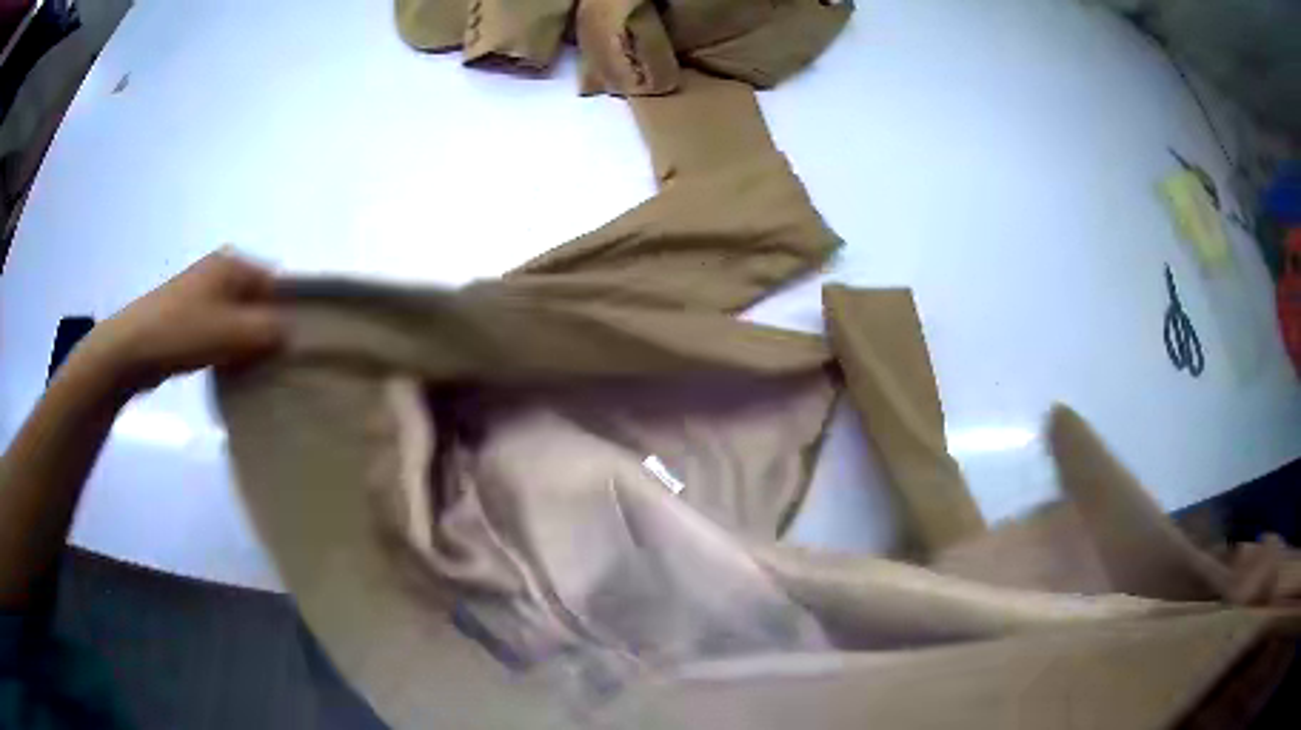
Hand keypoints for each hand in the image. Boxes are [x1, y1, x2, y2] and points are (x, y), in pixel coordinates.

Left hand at [78, 251, 285, 391]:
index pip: (276, 283)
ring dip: (245, 344)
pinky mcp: (186, 318)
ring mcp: (200, 294)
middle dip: (266, 331)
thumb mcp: (232, 332)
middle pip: (256, 302)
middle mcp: (219, 272)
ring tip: (252, 372)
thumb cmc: (183, 332)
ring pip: (237, 319)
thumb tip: (292, 332)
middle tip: (274, 365)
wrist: (130, 349)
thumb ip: (268, 330)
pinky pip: (218, 331)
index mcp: (233, 264)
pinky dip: (226, 349)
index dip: (288, 313)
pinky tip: (227, 371)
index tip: (293, 348)